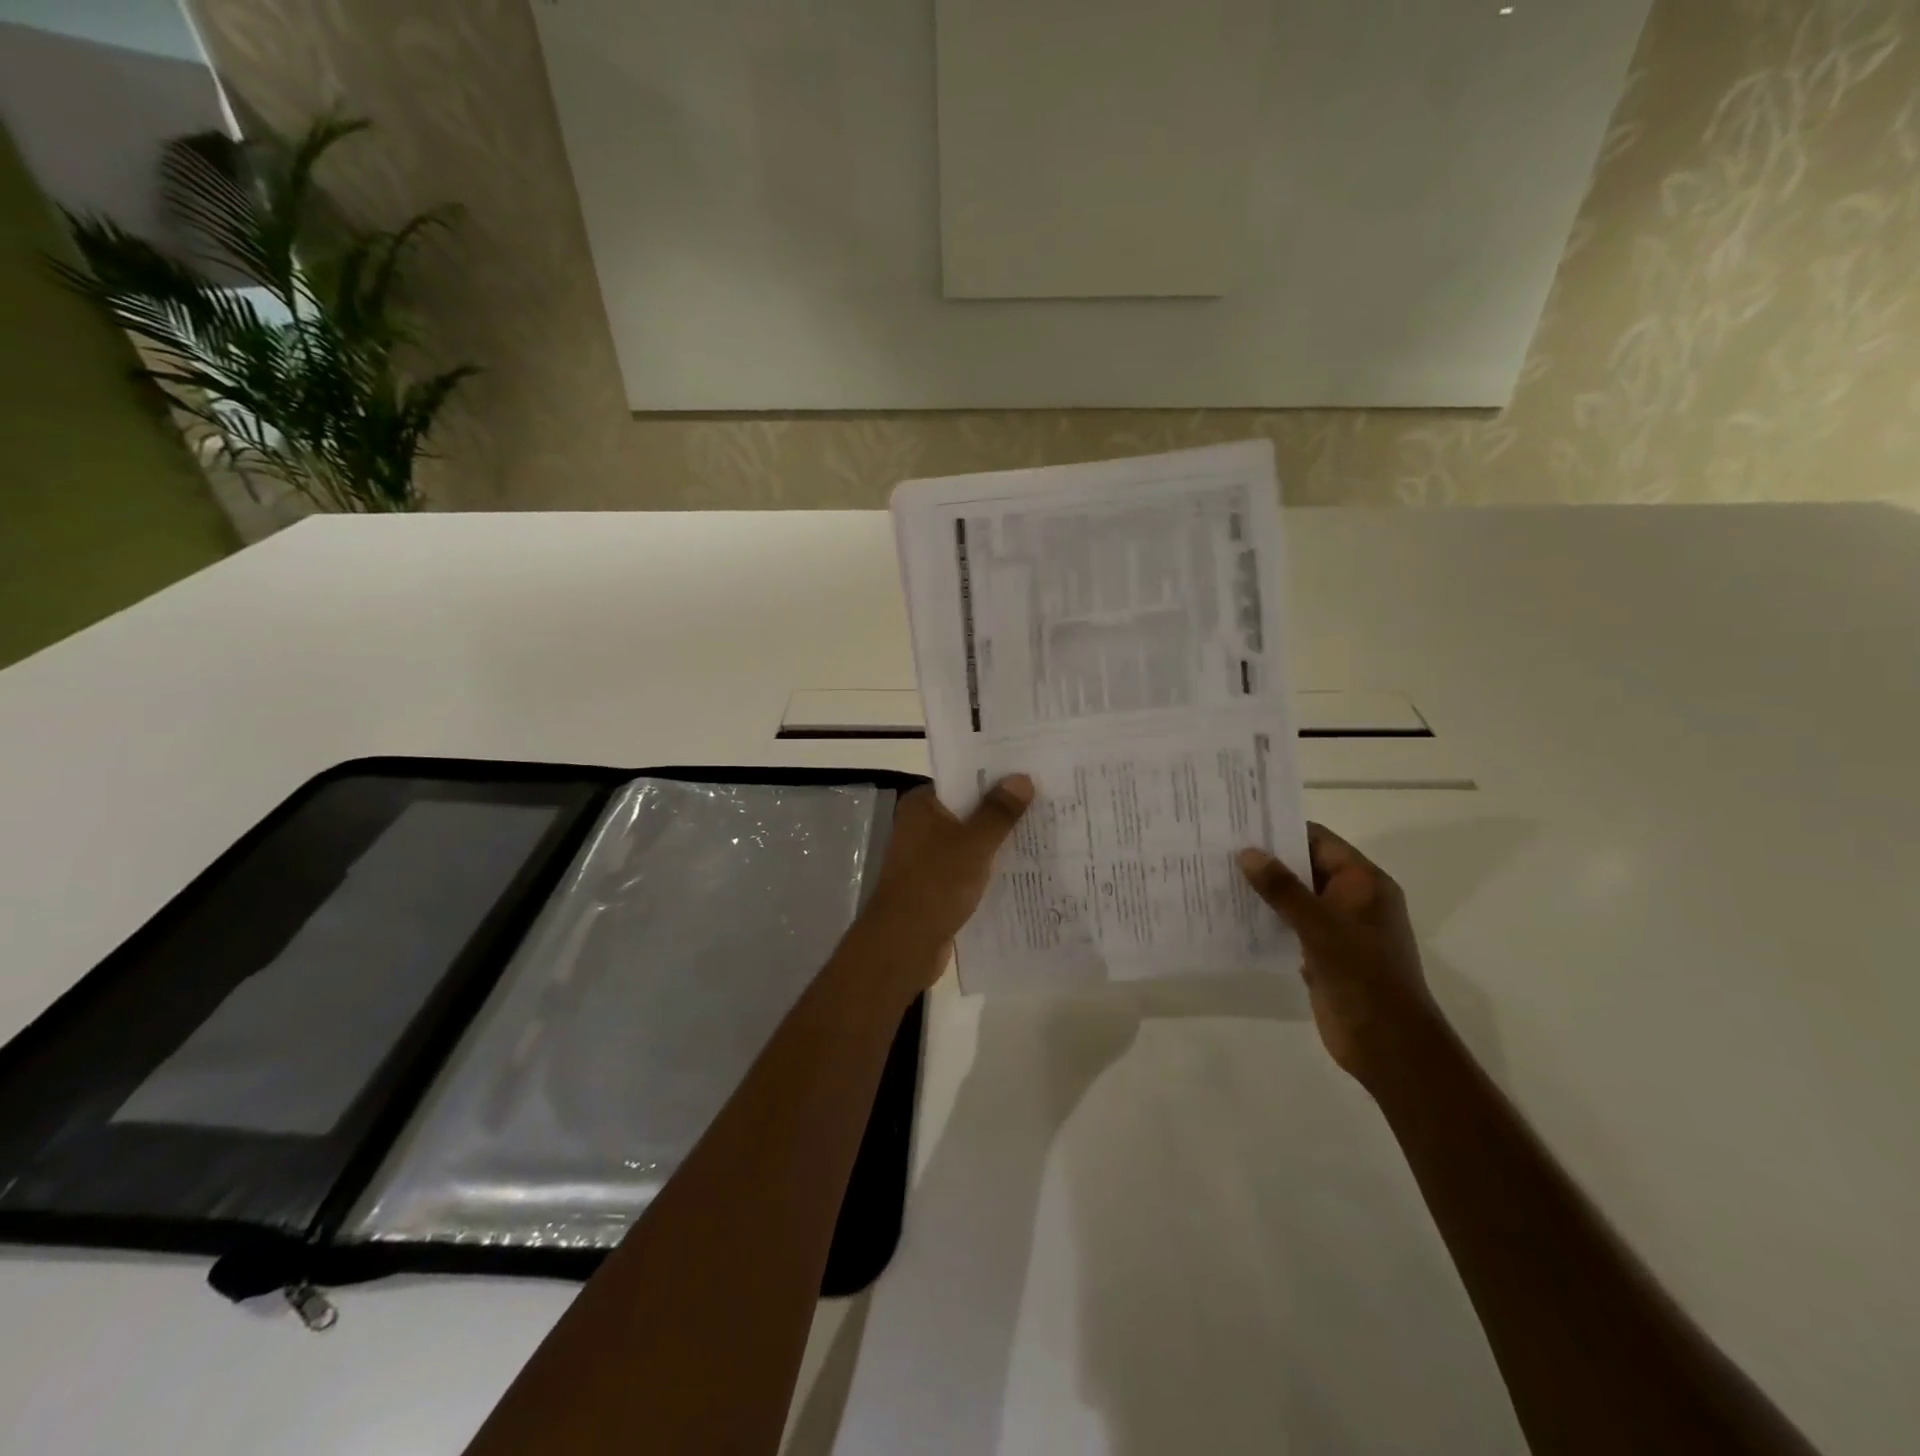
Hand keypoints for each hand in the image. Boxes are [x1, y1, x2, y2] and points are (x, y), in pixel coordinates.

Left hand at [857, 776, 1033, 992]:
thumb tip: (1021, 778)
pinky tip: (1024, 868)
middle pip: (968, 809)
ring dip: (999, 840)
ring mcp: (928, 857)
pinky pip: (969, 867)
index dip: (995, 775)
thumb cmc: (935, 885)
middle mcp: (921, 825)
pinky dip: (990, 866)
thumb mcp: (973, 844)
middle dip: (1003, 808)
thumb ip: (998, 812)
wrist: (903, 945)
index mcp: (922, 805)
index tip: (1031, 771)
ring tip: (1044, 831)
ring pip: (971, 840)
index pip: (962, 778)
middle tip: (1048, 800)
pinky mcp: (937, 884)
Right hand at [1237, 824, 1437, 1080]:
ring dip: (1264, 890)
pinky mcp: (1324, 953)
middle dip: (1267, 860)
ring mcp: (1339, 927)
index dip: (1282, 830)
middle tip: (1220, 849)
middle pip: (1306, 866)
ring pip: (1296, 897)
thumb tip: (1247, 853)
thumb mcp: (1319, 925)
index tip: (1240, 824)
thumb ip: (1283, 888)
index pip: (1319, 841)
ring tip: (1218, 877)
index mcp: (1364, 882)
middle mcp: (1353, 898)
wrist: (1387, 1042)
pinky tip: (1233, 915)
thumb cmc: (1361, 974)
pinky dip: (1267, 918)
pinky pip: (1292, 924)